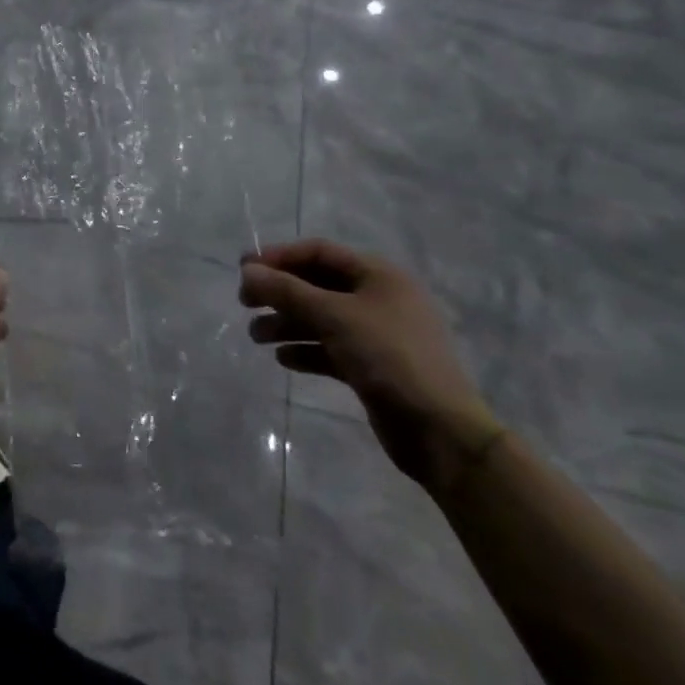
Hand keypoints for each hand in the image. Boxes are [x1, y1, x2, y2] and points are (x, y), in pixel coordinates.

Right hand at [240, 237, 501, 494]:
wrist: (440, 432)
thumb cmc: (388, 358)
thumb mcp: (334, 317)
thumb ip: (287, 291)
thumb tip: (247, 272)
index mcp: (378, 275)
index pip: (319, 252)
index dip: (279, 257)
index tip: (244, 270)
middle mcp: (379, 298)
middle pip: (317, 285)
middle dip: (280, 293)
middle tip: (245, 303)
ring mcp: (377, 334)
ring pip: (321, 318)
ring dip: (287, 323)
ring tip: (255, 336)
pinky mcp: (373, 367)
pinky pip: (331, 348)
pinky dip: (306, 349)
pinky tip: (283, 359)